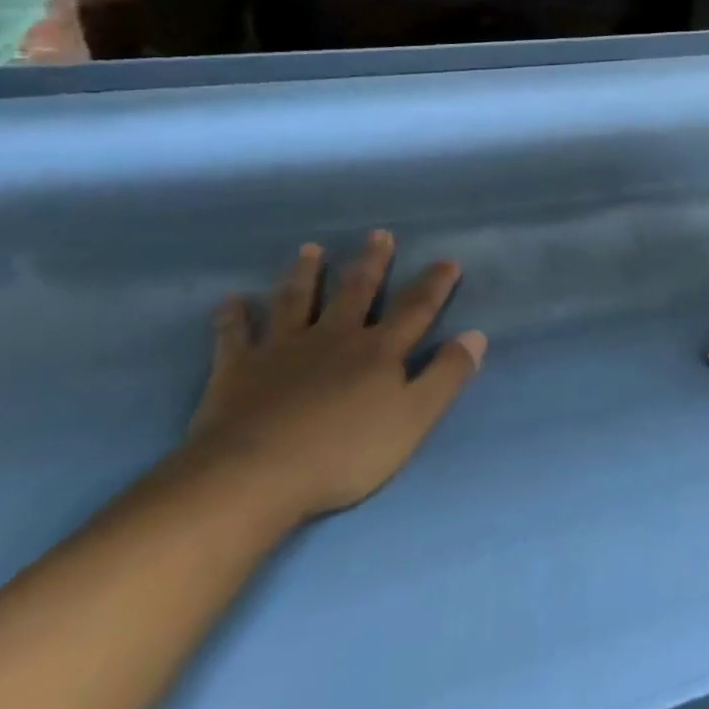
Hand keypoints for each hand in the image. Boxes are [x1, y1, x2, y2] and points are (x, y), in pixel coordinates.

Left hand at [185, 231, 486, 521]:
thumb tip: (476, 335)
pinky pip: (235, 335)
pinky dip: (234, 316)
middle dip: (371, 263)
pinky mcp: (239, 368)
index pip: (415, 309)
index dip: (434, 284)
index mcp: (378, 351)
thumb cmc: (344, 452)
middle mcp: (333, 337)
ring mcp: (283, 349)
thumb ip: (446, 376)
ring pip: (296, 301)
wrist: (256, 474)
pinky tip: (232, 300)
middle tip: (378, 235)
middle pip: (355, 292)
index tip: (447, 260)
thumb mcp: (413, 419)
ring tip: (309, 250)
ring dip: (305, 274)